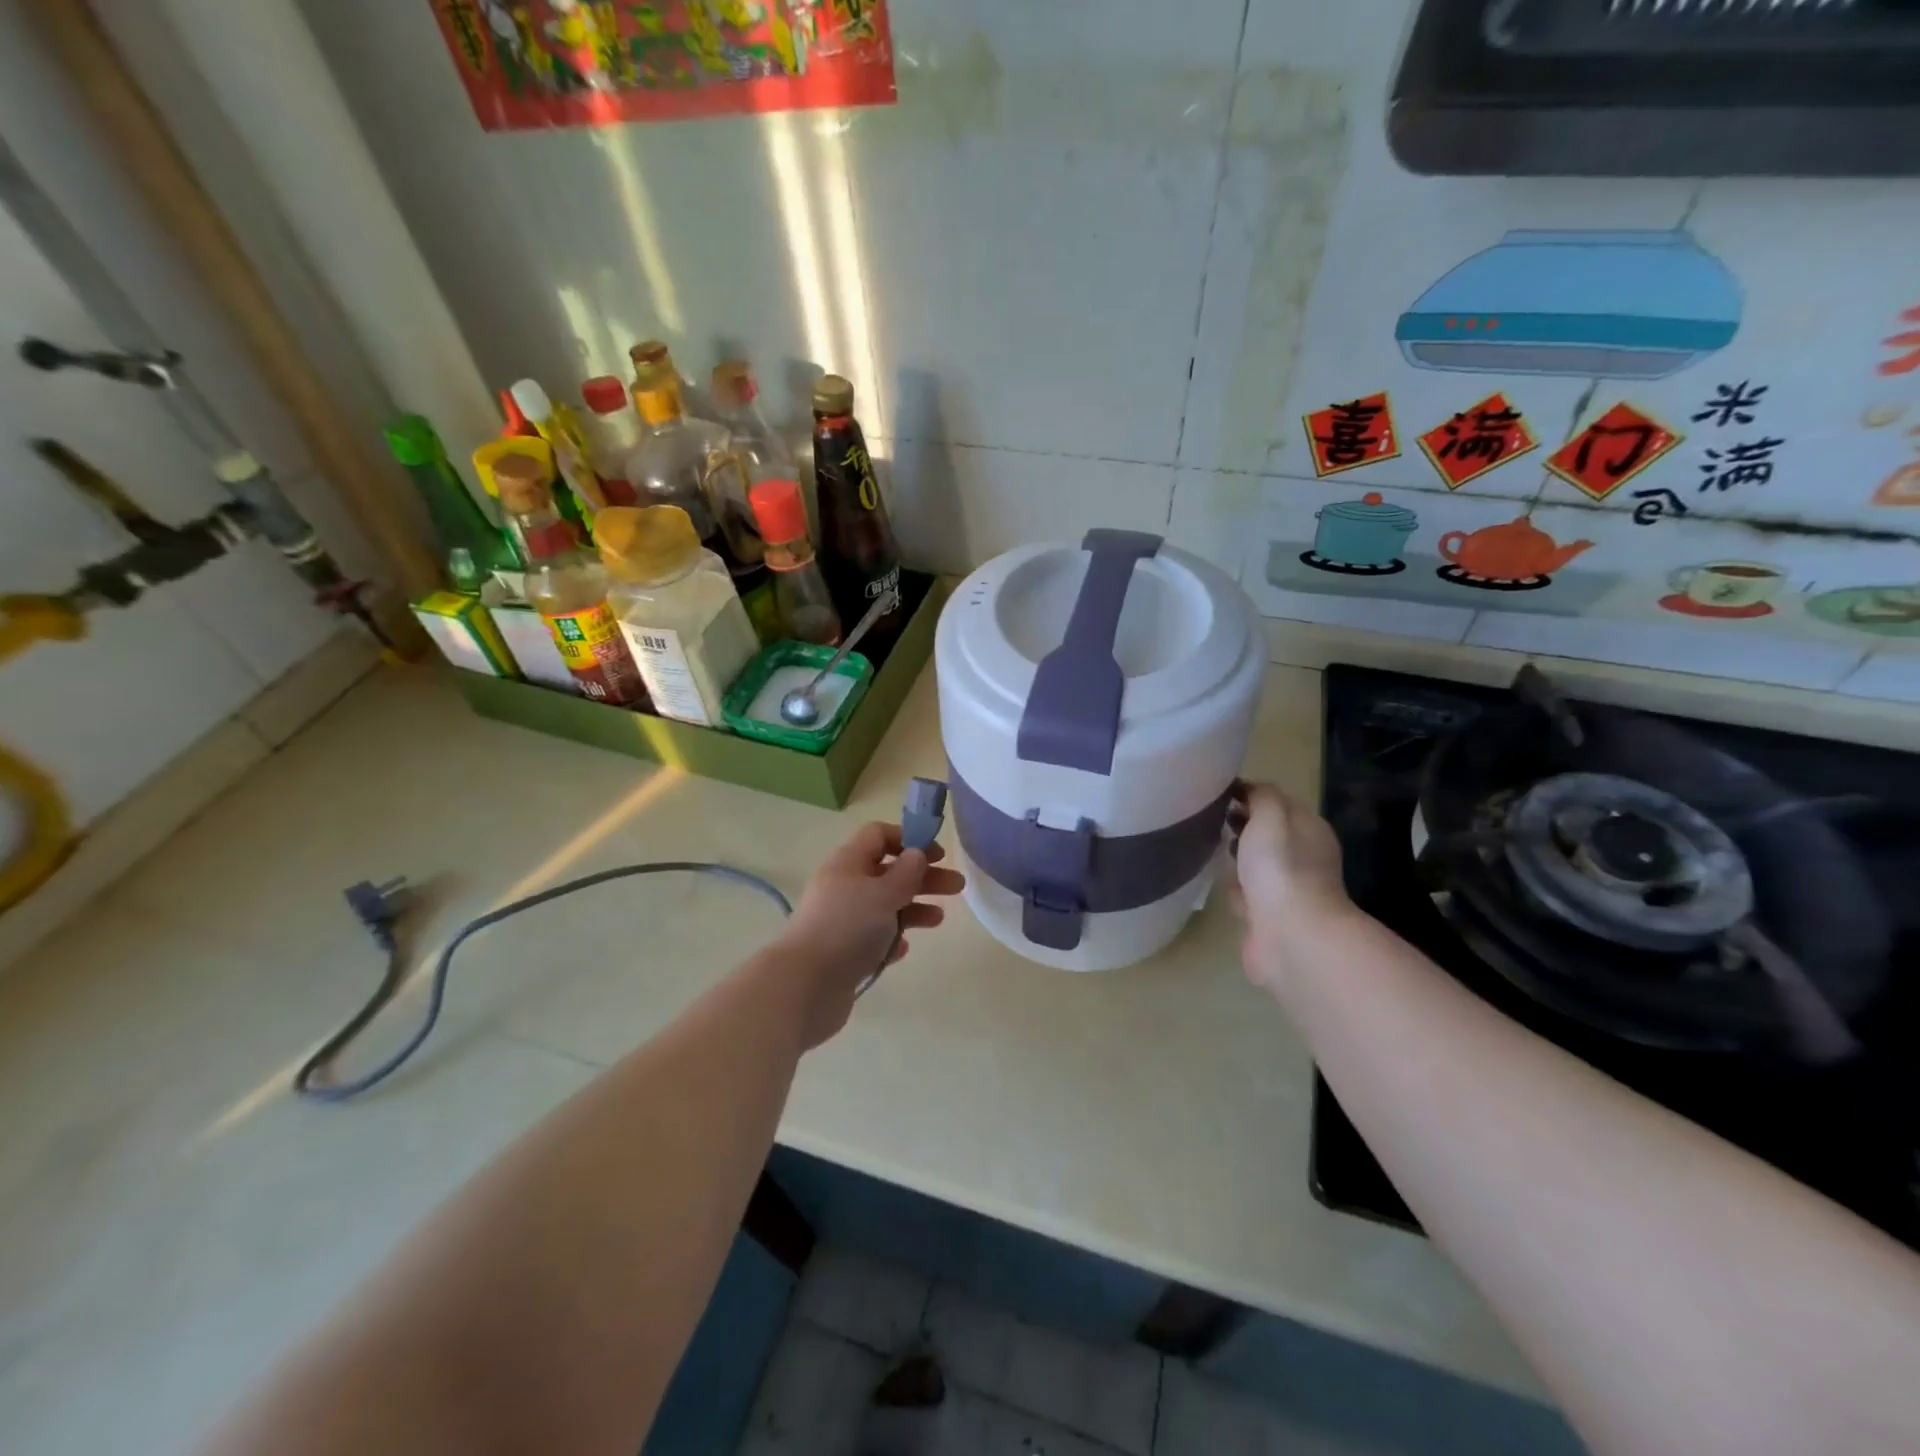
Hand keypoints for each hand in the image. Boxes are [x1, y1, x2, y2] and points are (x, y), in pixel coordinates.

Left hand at [775, 822, 965, 1047]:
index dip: (909, 839)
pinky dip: (891, 939)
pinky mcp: (843, 953)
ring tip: (938, 920)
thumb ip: (906, 873)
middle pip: (887, 872)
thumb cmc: (847, 928)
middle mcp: (843, 887)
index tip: (937, 855)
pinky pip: (873, 938)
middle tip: (957, 887)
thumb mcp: (883, 893)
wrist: (805, 986)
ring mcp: (841, 921)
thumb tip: (917, 854)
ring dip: (912, 908)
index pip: (878, 835)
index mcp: (848, 863)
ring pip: (883, 906)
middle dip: (923, 877)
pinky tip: (904, 948)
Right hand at [1229, 783, 1351, 994]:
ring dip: (1240, 856)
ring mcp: (1288, 890)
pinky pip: (1249, 894)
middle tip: (1212, 818)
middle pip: (1270, 833)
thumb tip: (1247, 789)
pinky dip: (1236, 888)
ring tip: (1209, 846)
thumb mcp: (1271, 816)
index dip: (1252, 795)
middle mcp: (1304, 858)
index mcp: (1310, 830)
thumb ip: (1262, 796)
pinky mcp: (1270, 917)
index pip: (1280, 803)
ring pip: (1259, 864)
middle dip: (1244, 824)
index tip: (1220, 792)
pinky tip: (1218, 883)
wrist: (1290, 935)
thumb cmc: (1281, 868)